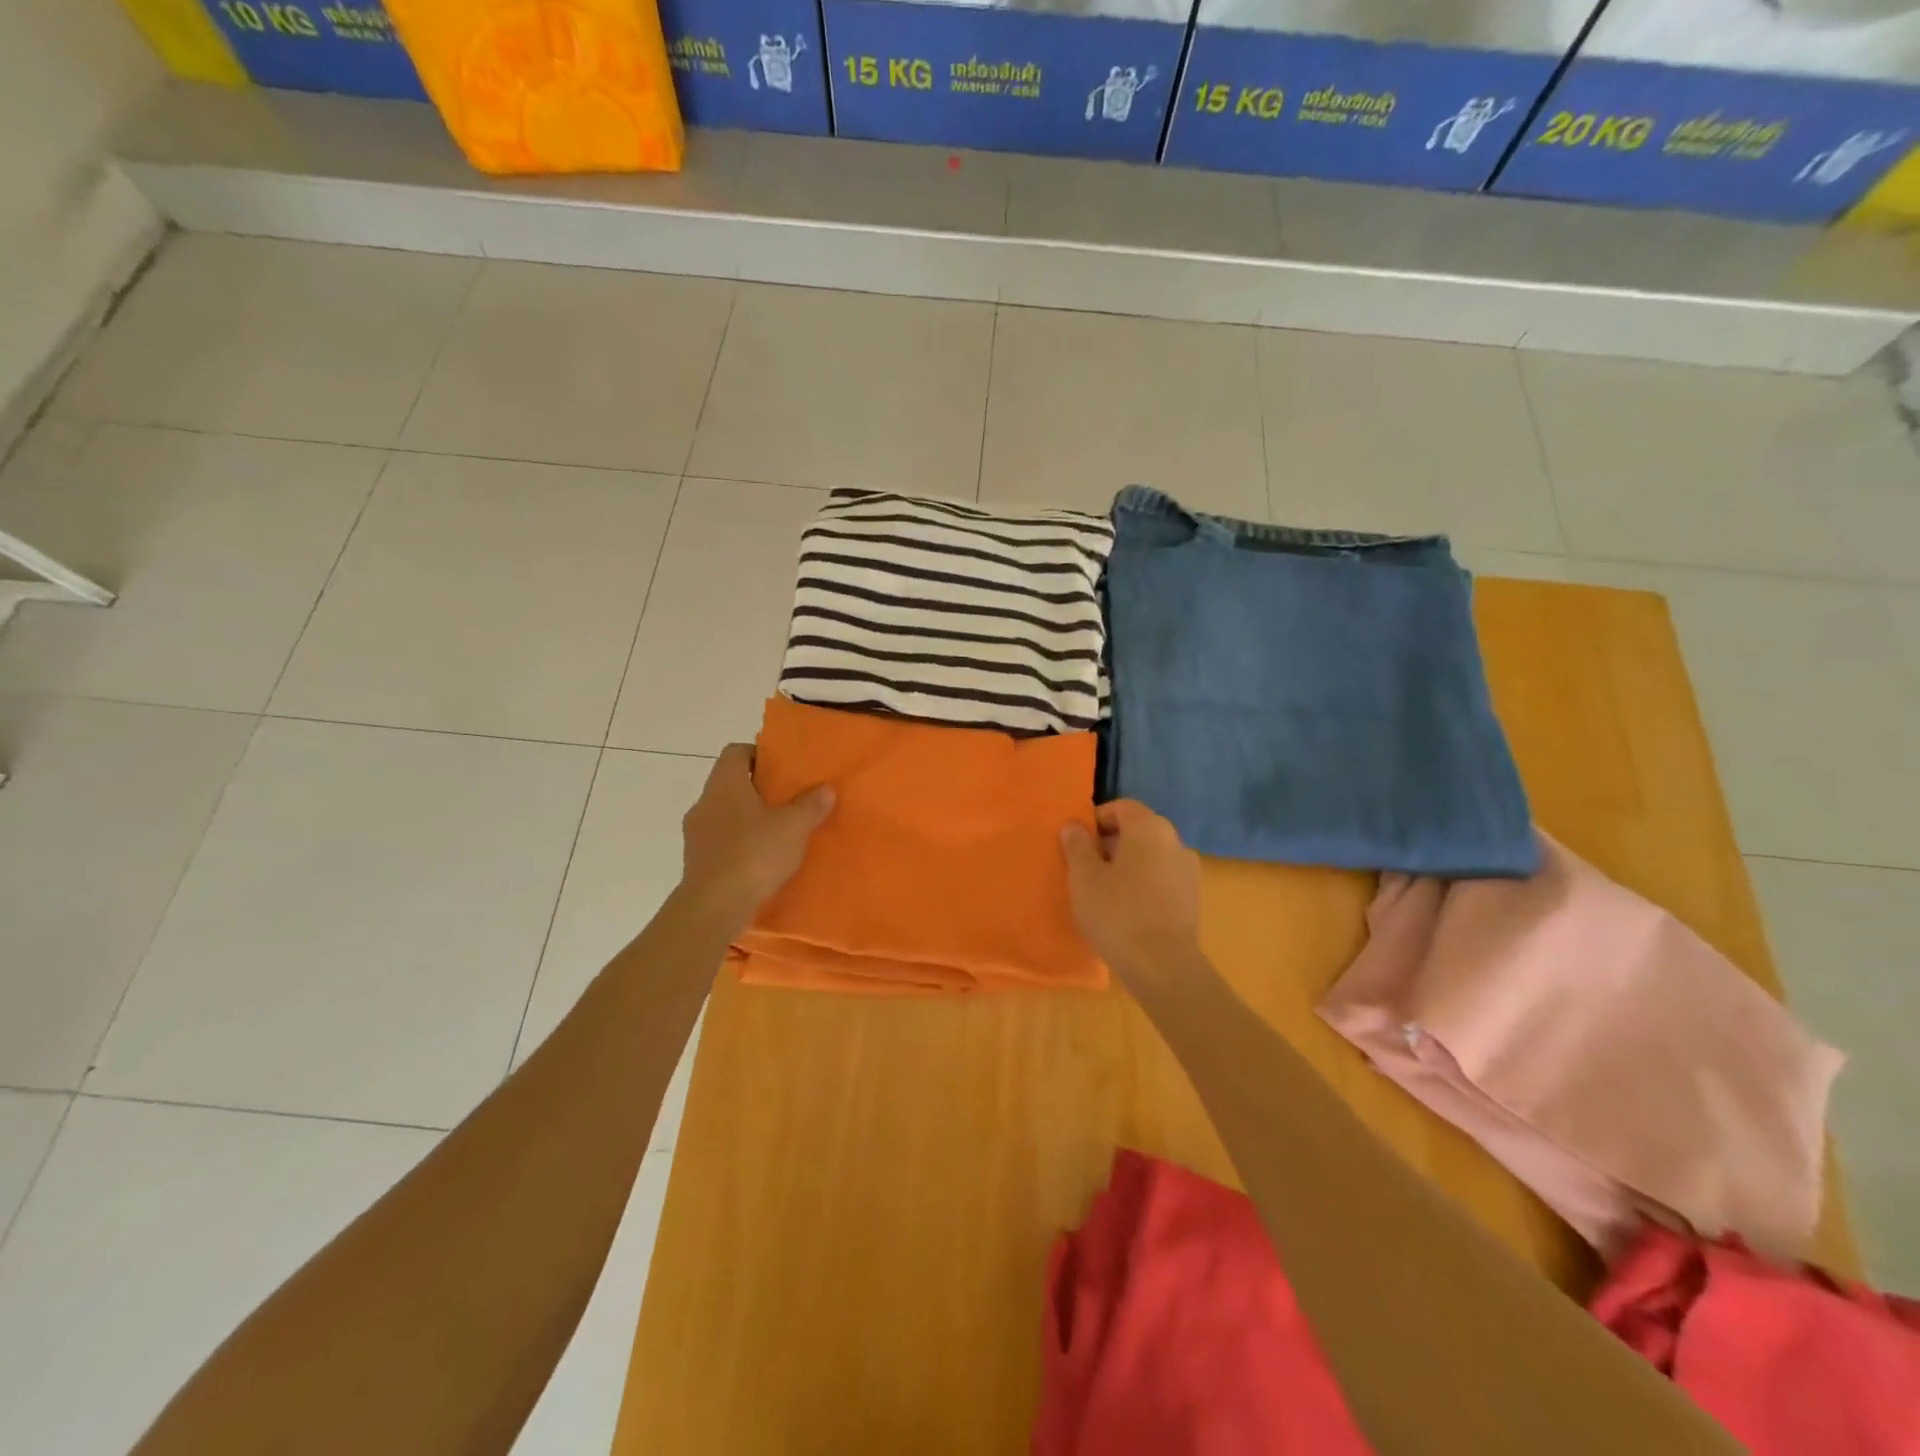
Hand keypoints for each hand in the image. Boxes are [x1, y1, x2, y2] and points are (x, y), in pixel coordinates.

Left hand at [680, 743, 833, 929]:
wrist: (713, 907)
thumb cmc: (753, 854)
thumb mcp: (794, 827)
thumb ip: (811, 805)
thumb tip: (825, 789)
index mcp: (725, 784)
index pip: (736, 752)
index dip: (759, 755)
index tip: (782, 768)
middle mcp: (705, 802)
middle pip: (731, 784)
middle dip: (758, 790)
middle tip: (788, 800)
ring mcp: (696, 834)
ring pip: (725, 815)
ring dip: (748, 820)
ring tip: (777, 833)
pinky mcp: (696, 861)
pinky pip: (720, 842)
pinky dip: (739, 845)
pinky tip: (761, 860)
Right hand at [1061, 800, 1200, 987]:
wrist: (1163, 966)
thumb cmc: (1117, 913)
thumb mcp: (1084, 877)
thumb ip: (1077, 845)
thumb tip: (1074, 826)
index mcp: (1149, 827)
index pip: (1121, 807)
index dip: (1097, 819)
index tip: (1077, 842)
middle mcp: (1174, 841)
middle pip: (1138, 830)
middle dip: (1110, 843)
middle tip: (1085, 868)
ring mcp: (1188, 870)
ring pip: (1151, 855)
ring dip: (1128, 865)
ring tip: (1104, 891)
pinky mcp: (1192, 898)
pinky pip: (1161, 879)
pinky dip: (1144, 884)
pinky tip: (1127, 909)